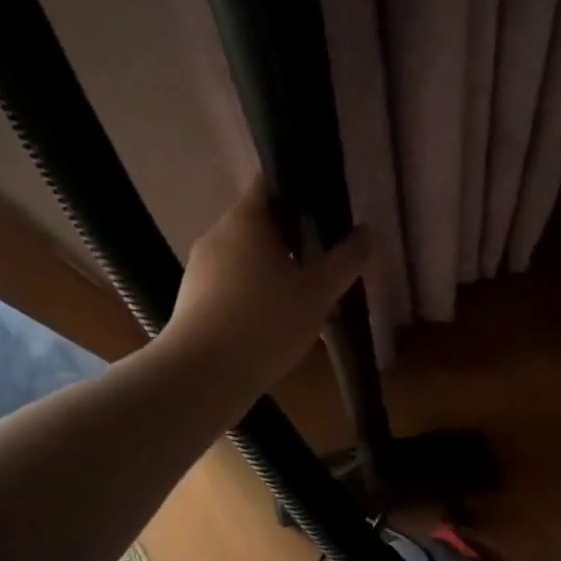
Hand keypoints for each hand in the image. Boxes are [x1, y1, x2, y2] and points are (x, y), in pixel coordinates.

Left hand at [162, 177, 370, 396]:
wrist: (201, 378)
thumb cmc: (264, 323)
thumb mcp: (318, 293)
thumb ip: (346, 259)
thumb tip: (366, 232)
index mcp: (245, 220)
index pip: (271, 182)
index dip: (301, 188)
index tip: (328, 208)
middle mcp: (217, 235)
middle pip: (261, 223)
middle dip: (294, 237)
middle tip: (326, 256)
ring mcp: (201, 270)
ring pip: (246, 257)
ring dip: (275, 268)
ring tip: (306, 294)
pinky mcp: (194, 301)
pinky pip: (232, 285)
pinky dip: (255, 293)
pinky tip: (277, 321)